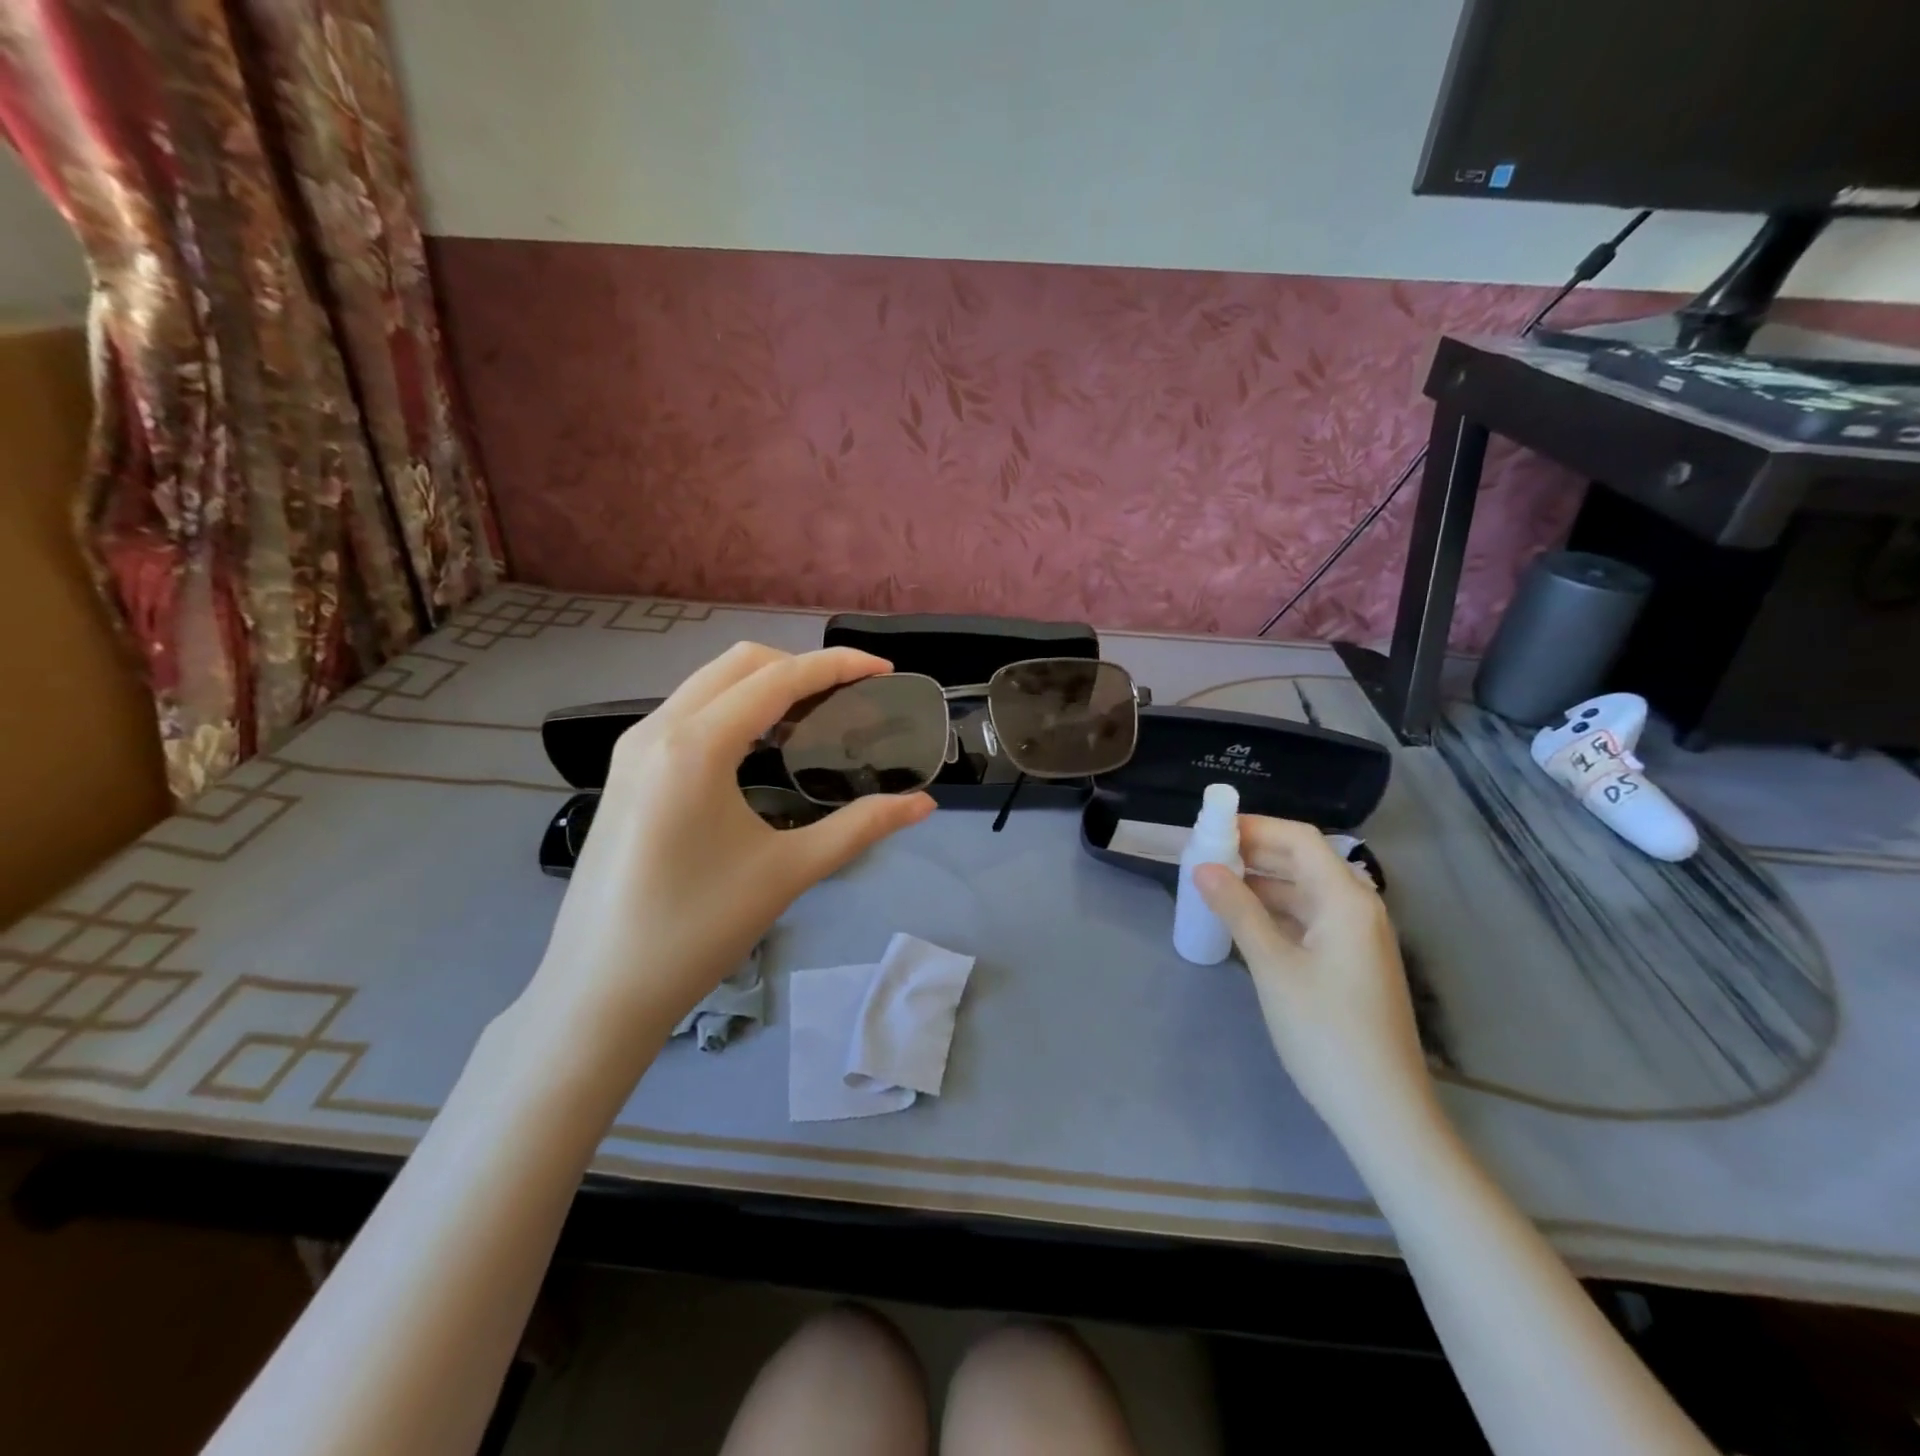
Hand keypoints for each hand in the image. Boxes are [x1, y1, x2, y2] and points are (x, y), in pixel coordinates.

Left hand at [525, 644, 934, 1077]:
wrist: (600, 991)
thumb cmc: (697, 930)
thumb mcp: (788, 872)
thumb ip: (861, 828)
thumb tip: (924, 803)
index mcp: (695, 746)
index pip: (778, 679)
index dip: (836, 666)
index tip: (883, 669)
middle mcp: (657, 729)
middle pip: (739, 664)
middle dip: (800, 667)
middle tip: (849, 697)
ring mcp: (633, 748)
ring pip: (708, 684)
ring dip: (765, 687)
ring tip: (813, 718)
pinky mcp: (624, 771)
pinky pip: (687, 712)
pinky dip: (733, 710)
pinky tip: (760, 748)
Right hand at [1196, 817, 1433, 1144]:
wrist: (1383, 1111)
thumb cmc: (1326, 1032)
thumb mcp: (1274, 967)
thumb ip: (1238, 910)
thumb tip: (1202, 867)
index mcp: (1346, 899)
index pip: (1299, 838)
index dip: (1254, 827)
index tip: (1207, 828)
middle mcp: (1357, 908)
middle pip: (1302, 860)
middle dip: (1252, 852)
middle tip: (1201, 855)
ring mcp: (1355, 937)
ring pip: (1302, 891)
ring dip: (1260, 882)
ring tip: (1211, 884)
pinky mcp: (1349, 962)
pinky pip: (1307, 919)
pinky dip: (1273, 911)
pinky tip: (1240, 919)